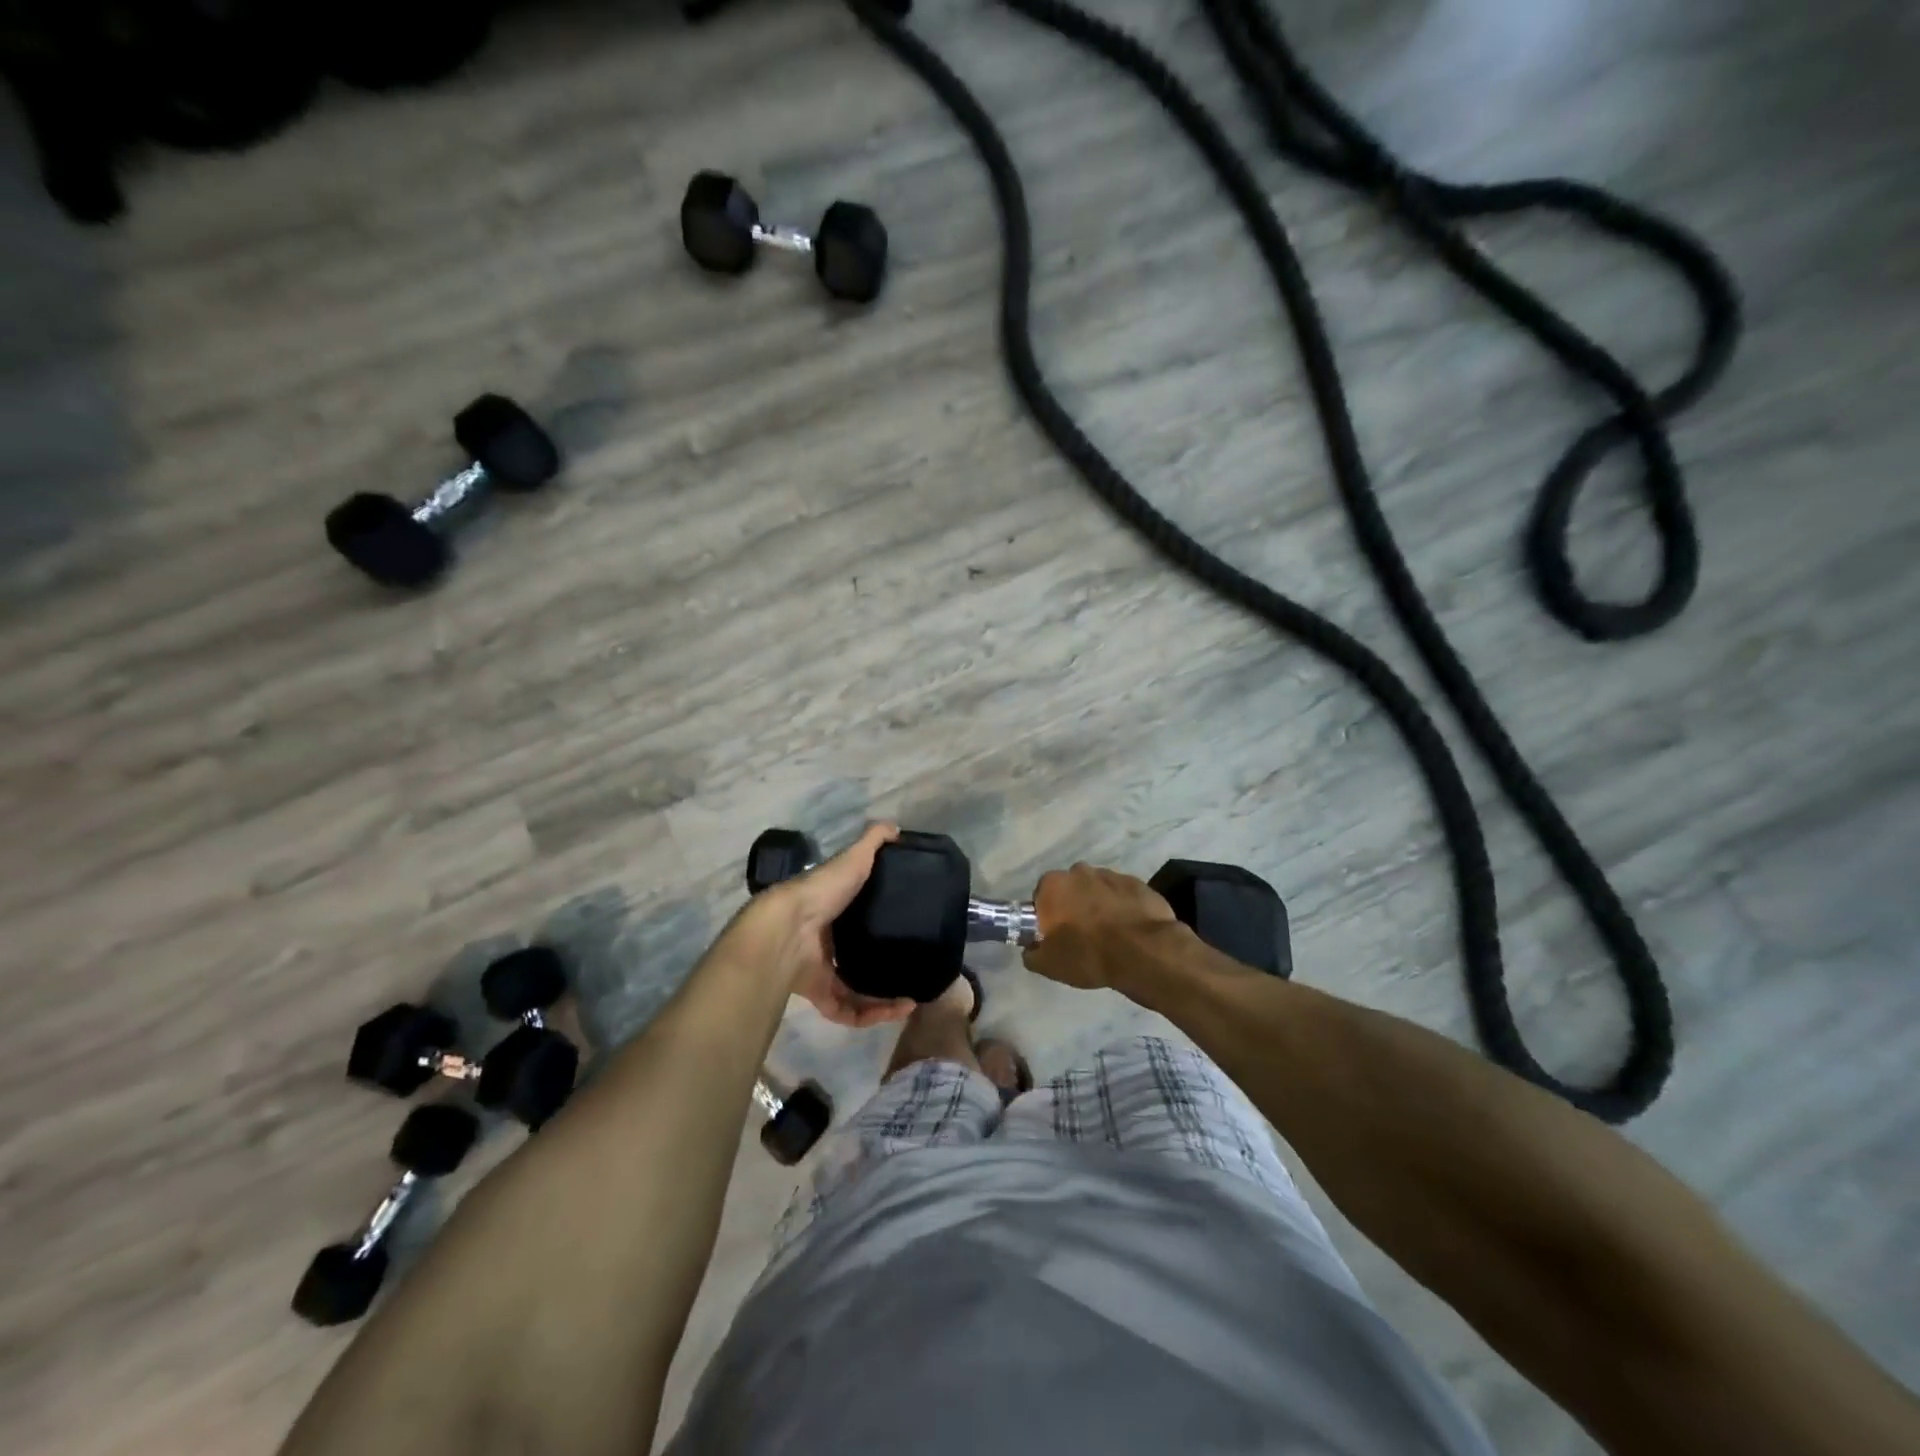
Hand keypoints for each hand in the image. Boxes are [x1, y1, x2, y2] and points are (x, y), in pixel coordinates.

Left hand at [741, 823, 918, 1028]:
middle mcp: (825, 941)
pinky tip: (898, 1008)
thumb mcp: (853, 859)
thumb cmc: (822, 890)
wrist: (787, 929)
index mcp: (832, 909)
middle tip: (913, 969)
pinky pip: (849, 1010)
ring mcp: (820, 970)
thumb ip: (873, 842)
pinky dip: (873, 1014)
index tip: (907, 928)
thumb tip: (895, 826)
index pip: (857, 918)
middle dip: (884, 968)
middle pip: (856, 957)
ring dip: (884, 999)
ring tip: (912, 998)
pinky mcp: (819, 996)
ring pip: (855, 990)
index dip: (880, 924)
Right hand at [1023, 863, 1178, 990]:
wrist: (1143, 952)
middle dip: (1073, 906)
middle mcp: (1078, 871)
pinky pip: (1122, 895)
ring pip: (1097, 890)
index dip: (1048, 917)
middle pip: (1070, 889)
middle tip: (1081, 935)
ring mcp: (1110, 874)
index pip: (1041, 897)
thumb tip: (1031, 948)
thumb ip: (1032, 953)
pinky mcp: (1136, 883)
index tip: (1056, 935)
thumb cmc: (1088, 955)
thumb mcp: (1048, 965)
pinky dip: (1122, 907)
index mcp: (1053, 885)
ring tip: (1109, 934)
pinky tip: (1129, 929)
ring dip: (1099, 905)